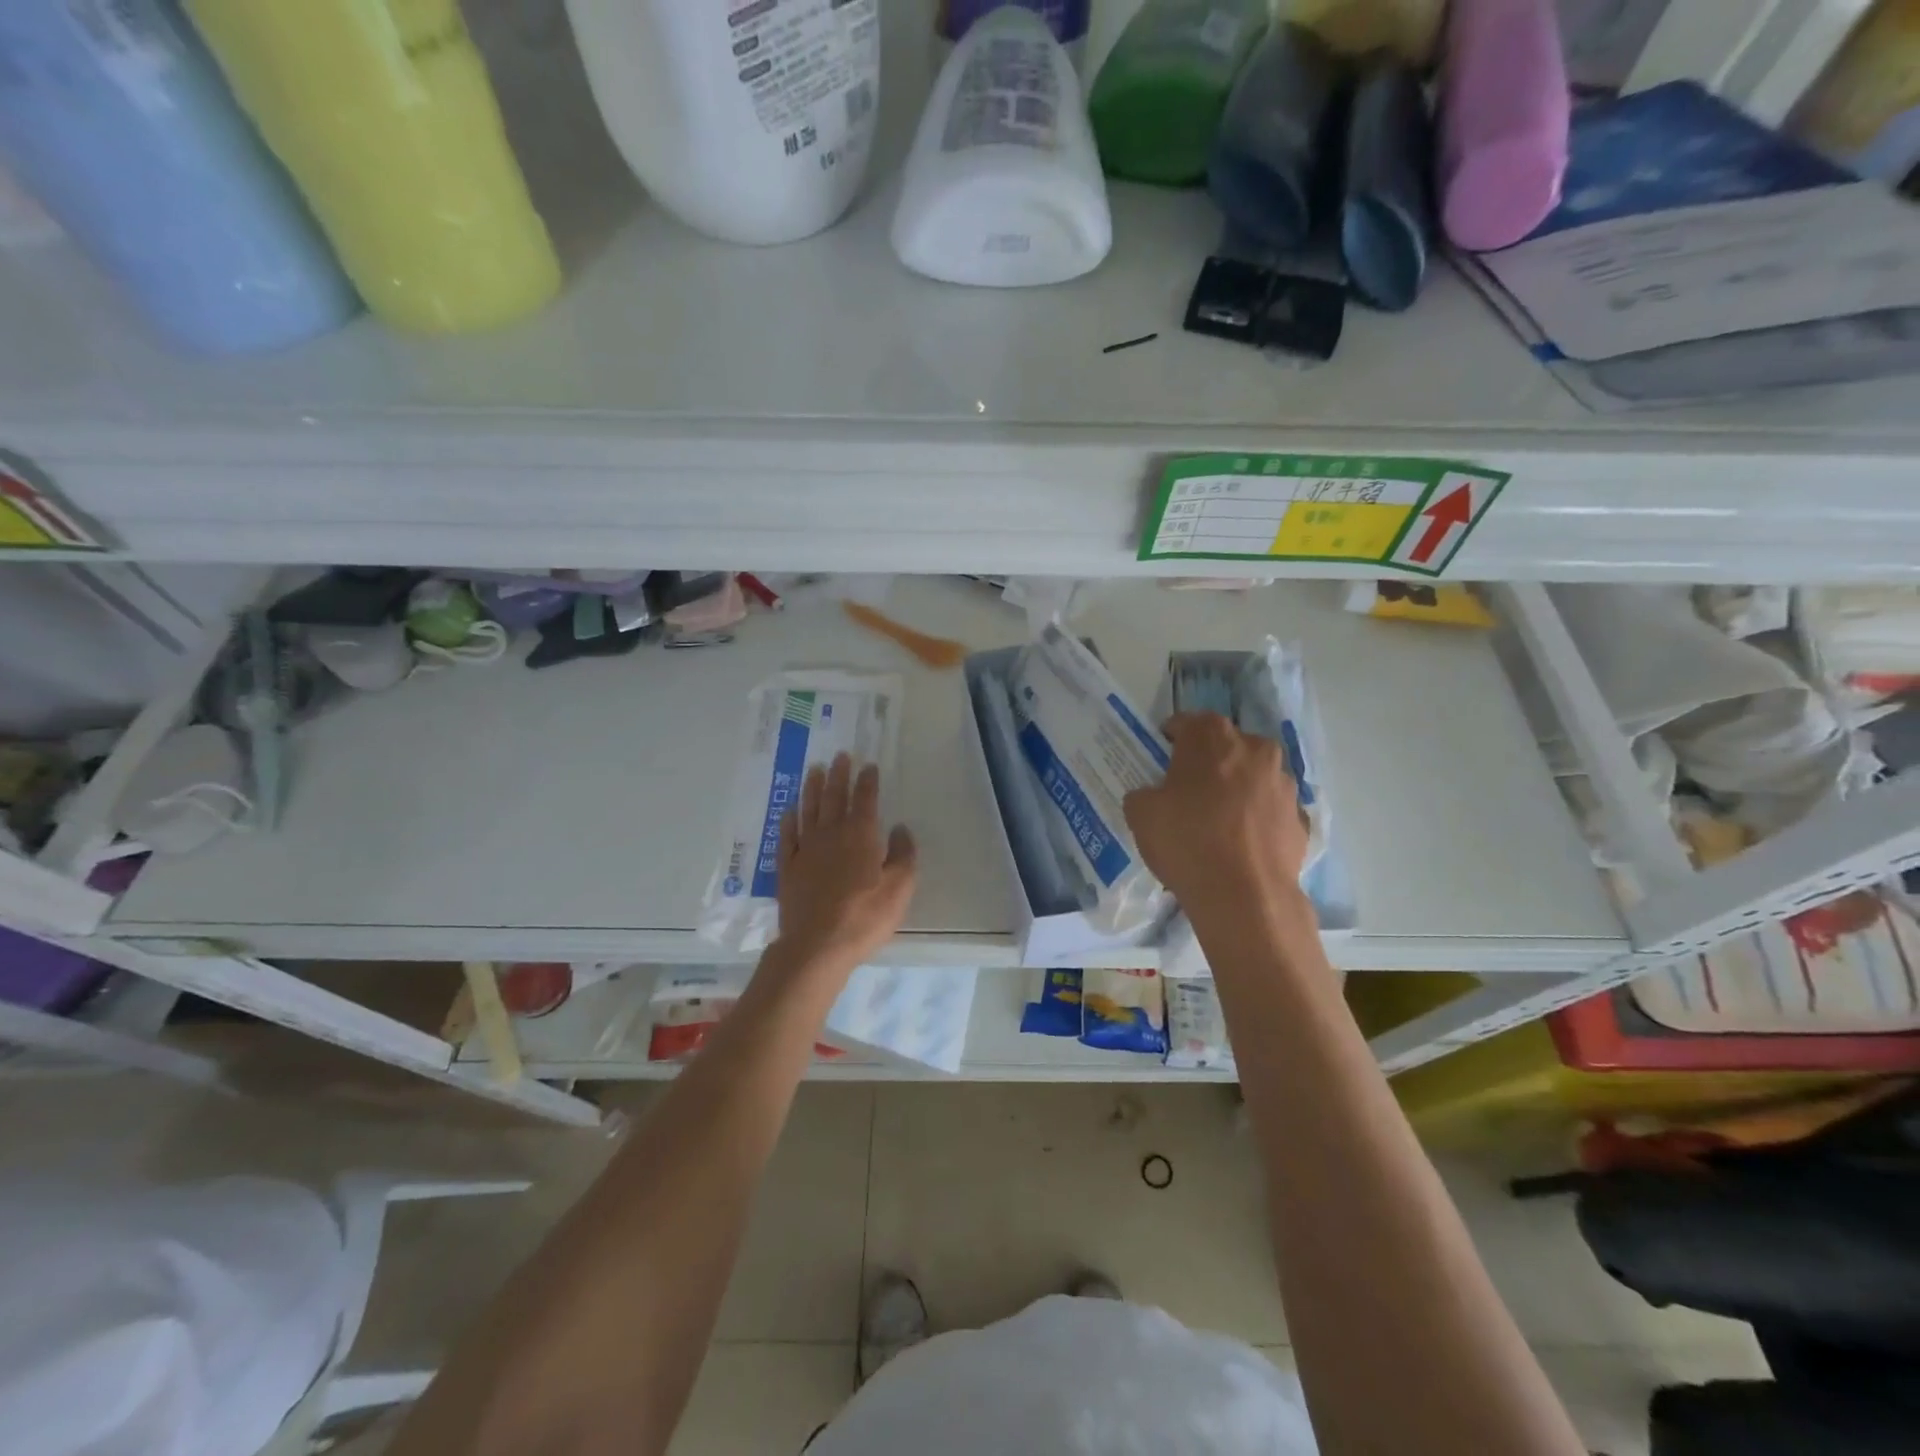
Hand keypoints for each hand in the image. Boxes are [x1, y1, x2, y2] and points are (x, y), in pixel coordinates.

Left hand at [775, 753, 917, 974]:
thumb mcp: (900, 888)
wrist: (817, 945)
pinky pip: (788, 836)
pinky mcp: (788, 867)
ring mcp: (806, 850)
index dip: (868, 781)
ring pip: (810, 810)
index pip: (865, 800)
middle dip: (839, 775)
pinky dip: (789, 820)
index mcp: (861, 836)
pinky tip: (791, 811)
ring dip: (813, 789)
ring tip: (815, 770)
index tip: (868, 766)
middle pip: (835, 797)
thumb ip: (903, 855)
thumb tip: (900, 828)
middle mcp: (832, 834)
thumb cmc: (865, 916)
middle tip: (840, 756)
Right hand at [1123, 713, 1310, 927]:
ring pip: (1252, 777)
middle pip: (1225, 747)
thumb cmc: (1187, 841)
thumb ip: (1144, 793)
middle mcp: (1255, 749)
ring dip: (1236, 789)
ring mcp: (1284, 783)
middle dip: (1208, 762)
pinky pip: (1270, 810)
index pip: (1186, 723)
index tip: (1160, 761)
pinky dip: (1256, 819)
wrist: (1245, 897)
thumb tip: (1154, 796)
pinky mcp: (1300, 818)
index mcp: (1213, 736)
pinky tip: (1240, 845)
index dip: (1170, 740)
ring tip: (1217, 822)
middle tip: (1187, 792)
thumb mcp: (1140, 813)